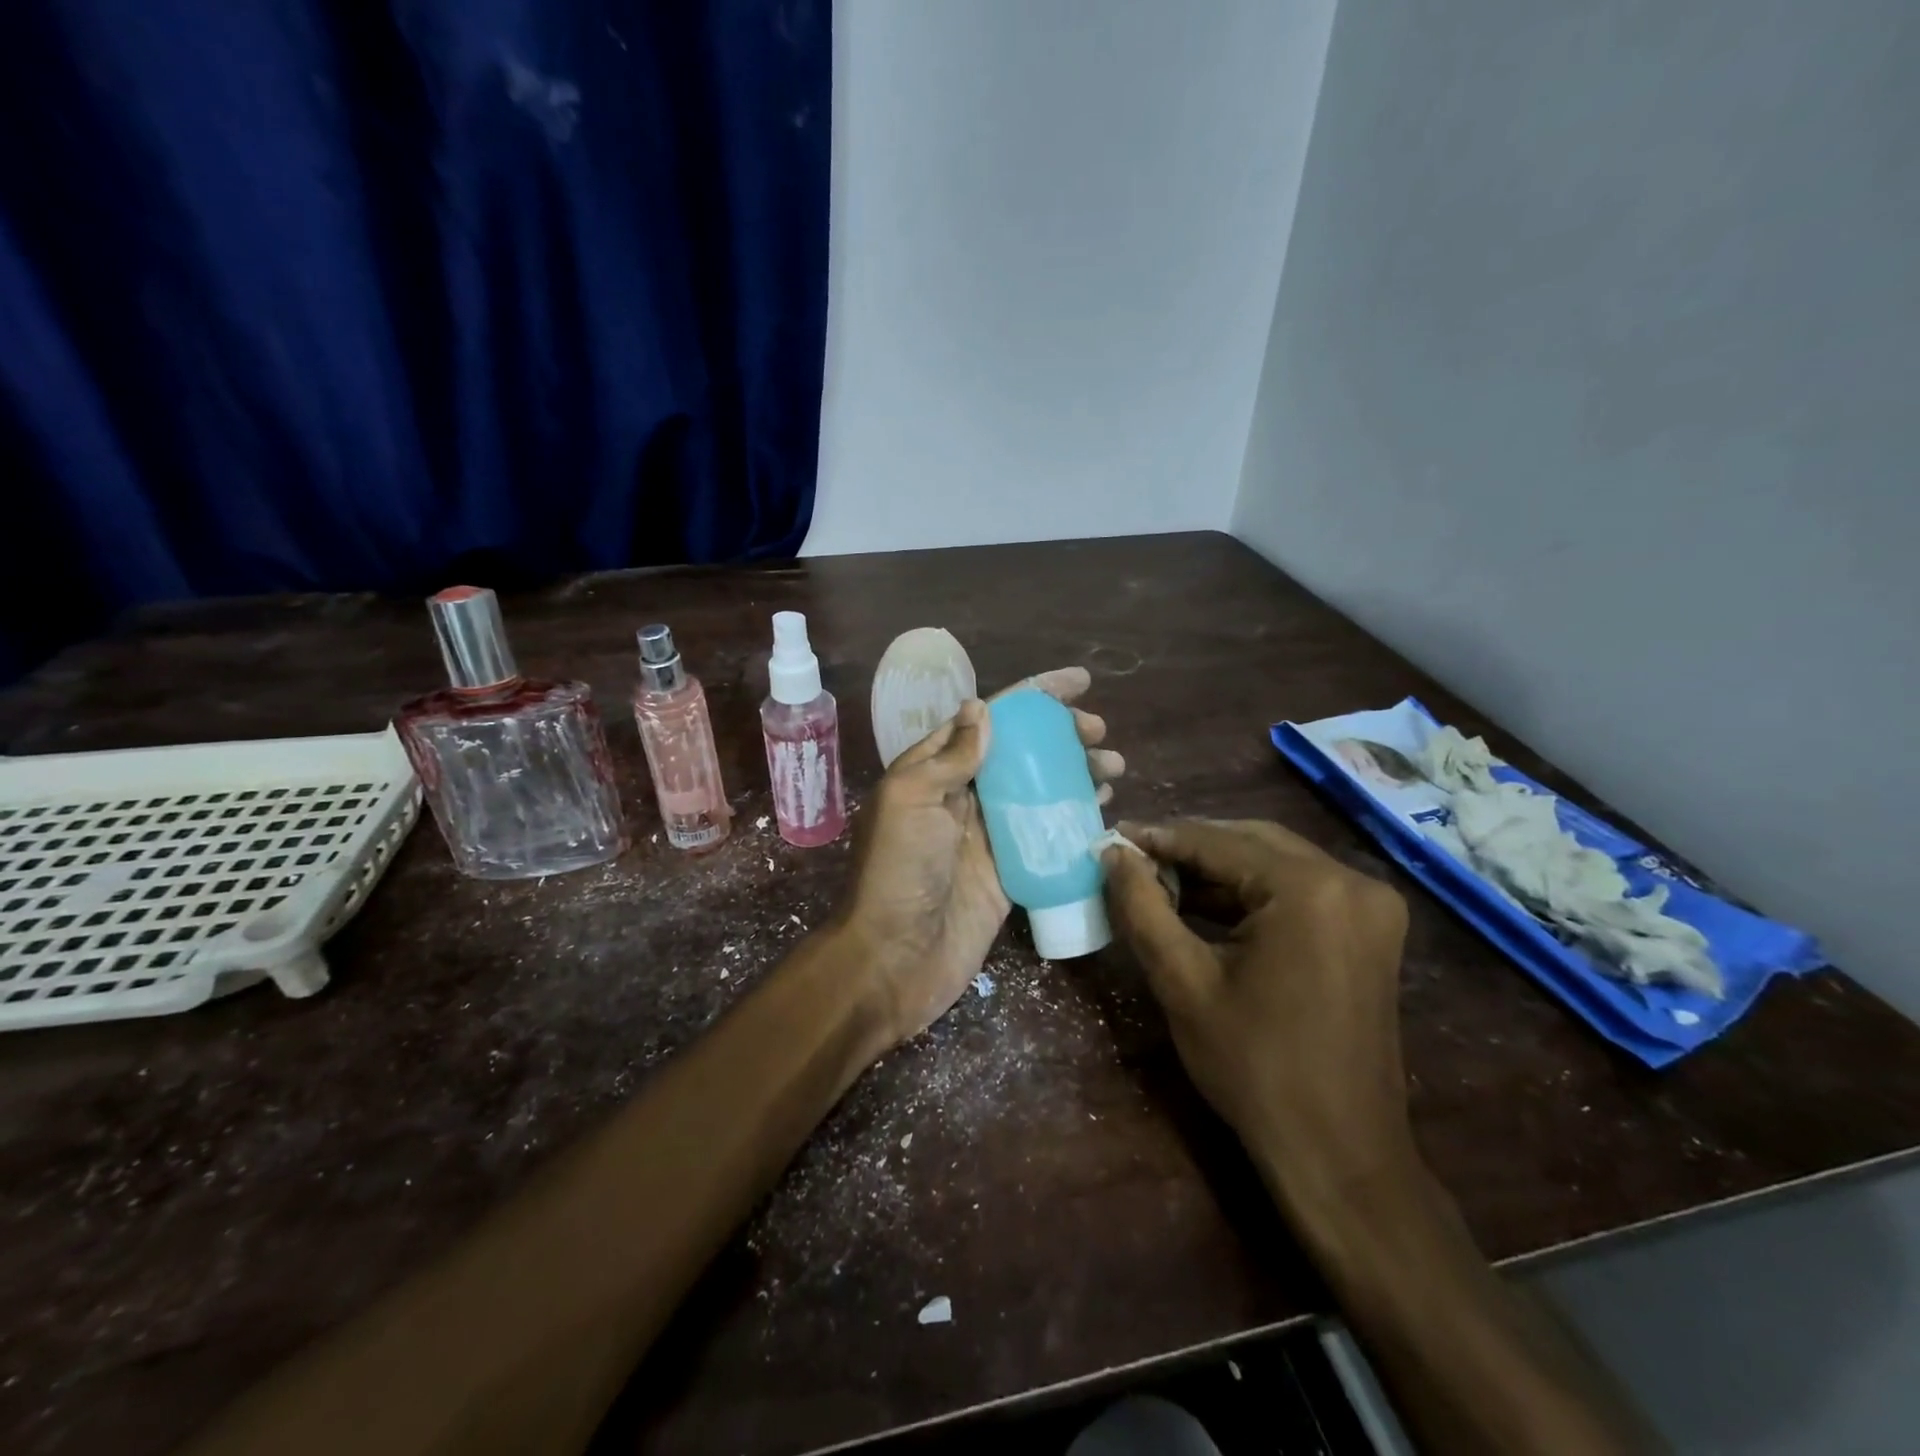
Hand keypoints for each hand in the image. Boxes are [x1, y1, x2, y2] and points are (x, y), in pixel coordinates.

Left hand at [839, 667, 1122, 1047]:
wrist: (894, 959)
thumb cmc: (899, 872)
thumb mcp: (913, 800)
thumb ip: (949, 756)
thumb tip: (981, 707)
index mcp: (935, 770)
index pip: (990, 718)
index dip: (1033, 697)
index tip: (1079, 683)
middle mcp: (963, 796)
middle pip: (1022, 752)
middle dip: (1062, 735)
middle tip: (1099, 733)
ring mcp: (988, 835)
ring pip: (1040, 791)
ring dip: (1076, 773)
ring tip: (1113, 766)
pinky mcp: (1009, 872)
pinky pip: (1047, 836)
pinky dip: (1075, 819)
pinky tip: (1104, 809)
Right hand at [1101, 819, 1412, 1214]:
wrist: (1339, 1153)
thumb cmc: (1254, 1068)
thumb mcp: (1182, 982)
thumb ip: (1142, 907)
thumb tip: (1112, 853)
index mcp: (1310, 889)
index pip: (1218, 842)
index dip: (1159, 838)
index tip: (1112, 838)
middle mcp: (1351, 881)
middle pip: (1251, 842)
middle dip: (1189, 848)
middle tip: (1133, 858)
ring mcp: (1369, 905)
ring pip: (1275, 862)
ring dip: (1218, 868)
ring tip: (1159, 879)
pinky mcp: (1370, 929)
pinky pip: (1298, 889)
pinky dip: (1250, 892)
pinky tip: (1204, 903)